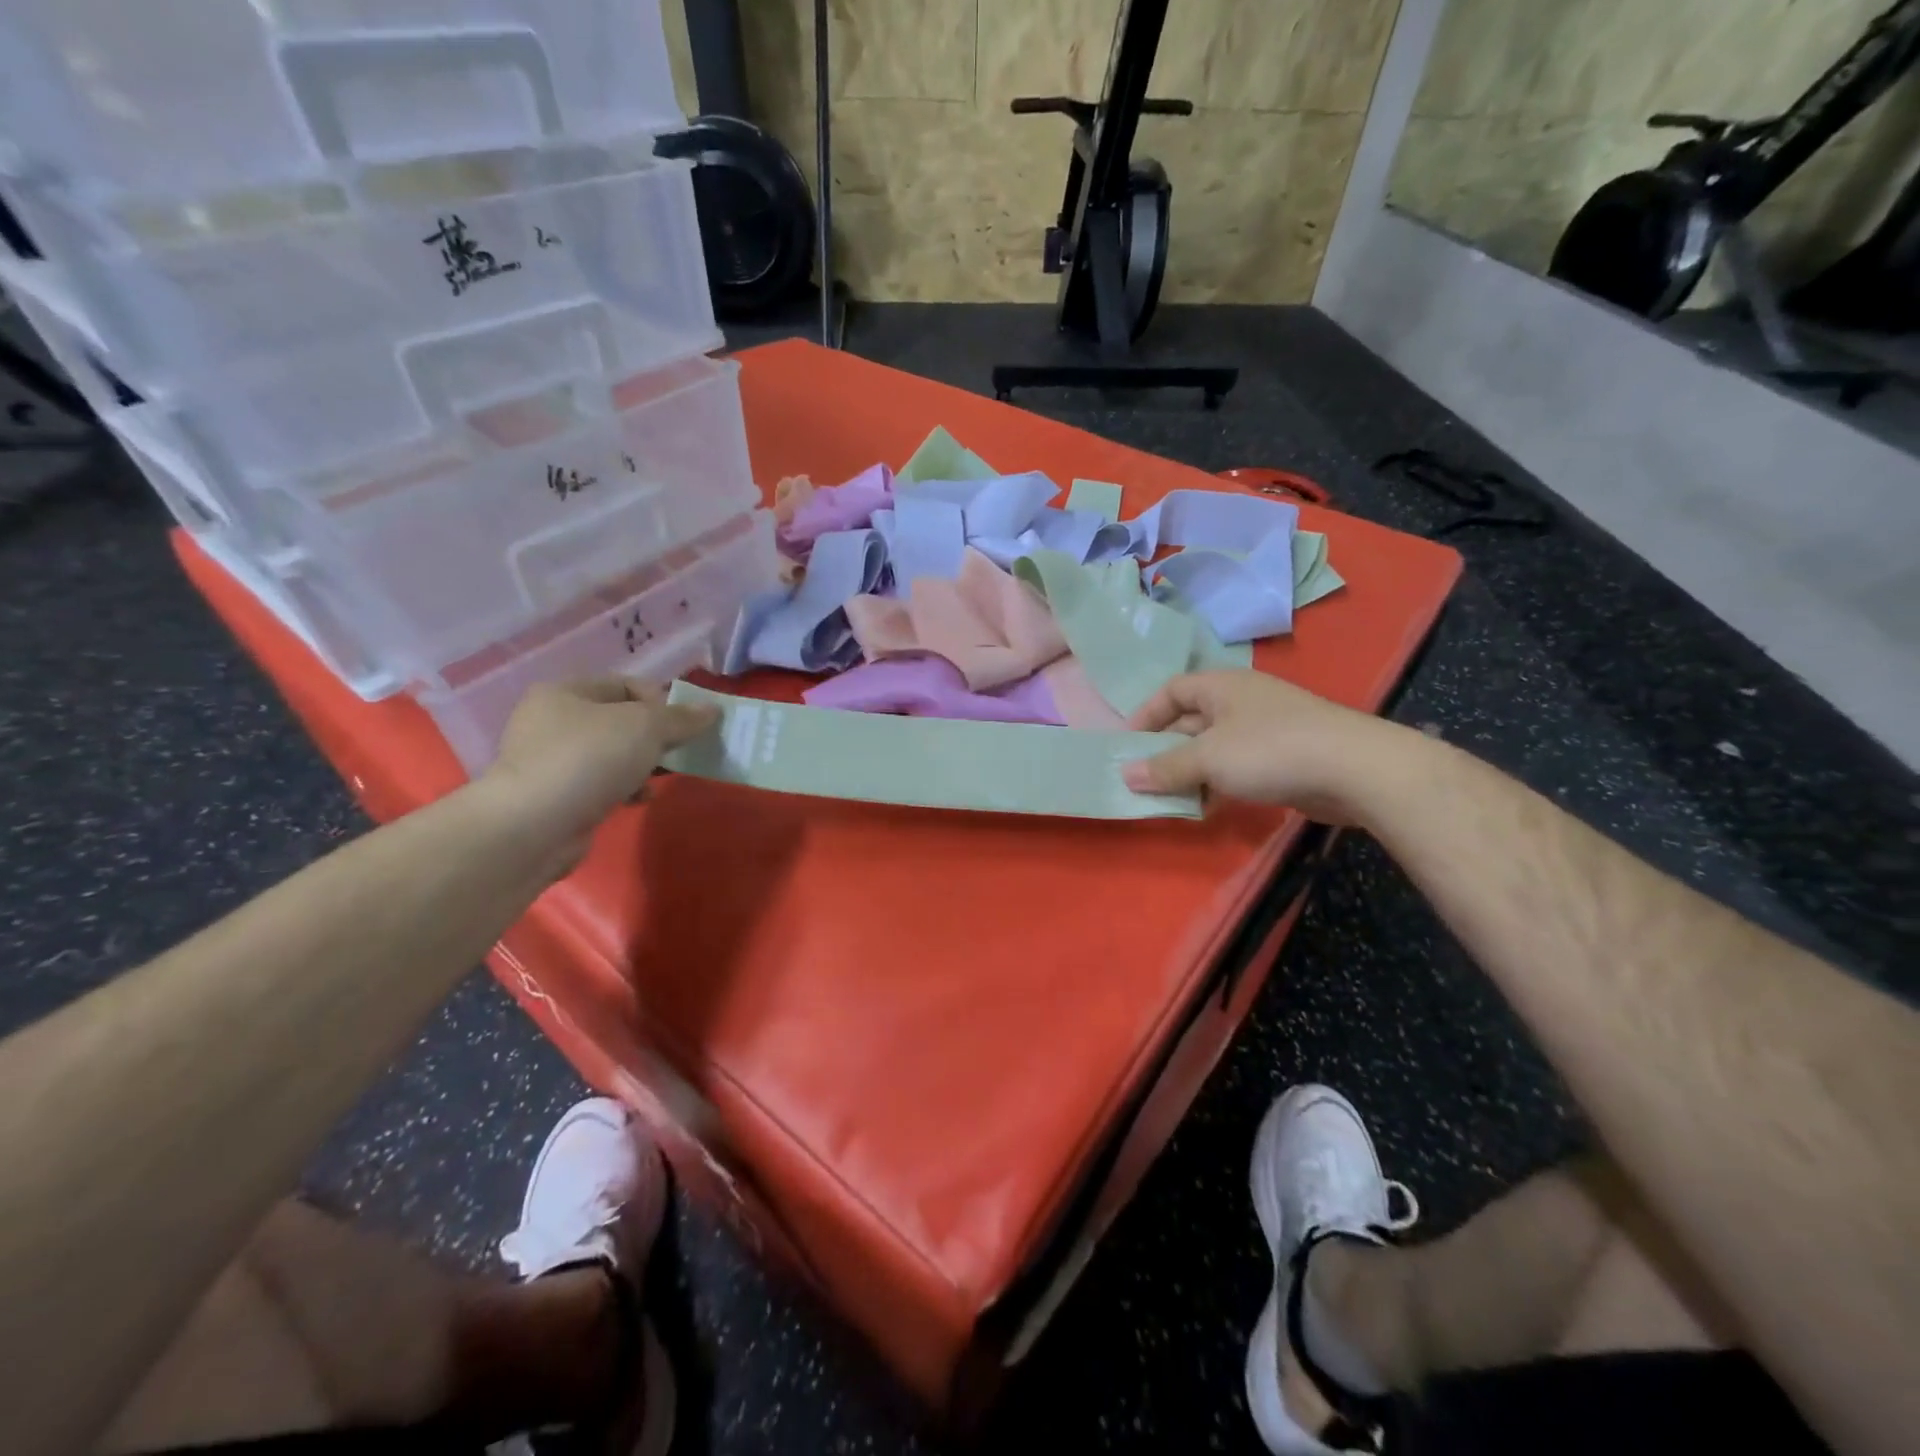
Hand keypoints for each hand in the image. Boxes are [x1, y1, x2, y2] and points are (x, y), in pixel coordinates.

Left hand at [481, 679, 718, 852]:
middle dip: (654, 736)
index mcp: (565, 692)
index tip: (682, 724)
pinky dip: (625, 788)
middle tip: (678, 751)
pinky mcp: (555, 796)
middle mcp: (551, 720)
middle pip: (619, 720)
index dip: (659, 699)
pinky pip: (601, 783)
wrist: (533, 827)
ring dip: (642, 764)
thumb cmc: (589, 759)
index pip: (625, 683)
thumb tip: (712, 710)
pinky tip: (639, 799)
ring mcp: (550, 760)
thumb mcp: (645, 727)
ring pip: (612, 753)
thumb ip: (681, 718)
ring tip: (661, 777)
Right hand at [1122, 670, 1412, 823]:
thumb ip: (1164, 768)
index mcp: (1221, 686)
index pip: (1172, 691)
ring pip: (1214, 748)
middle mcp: (1241, 701)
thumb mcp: (1208, 758)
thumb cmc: (1270, 750)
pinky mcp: (1283, 757)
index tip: (1127, 746)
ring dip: (1190, 772)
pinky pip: (1237, 767)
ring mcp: (1265, 729)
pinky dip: (1217, 783)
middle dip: (1165, 749)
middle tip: (1143, 779)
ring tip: (1170, 799)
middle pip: (1191, 720)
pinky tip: (1208, 807)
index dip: (1146, 715)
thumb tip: (1125, 775)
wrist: (1355, 769)